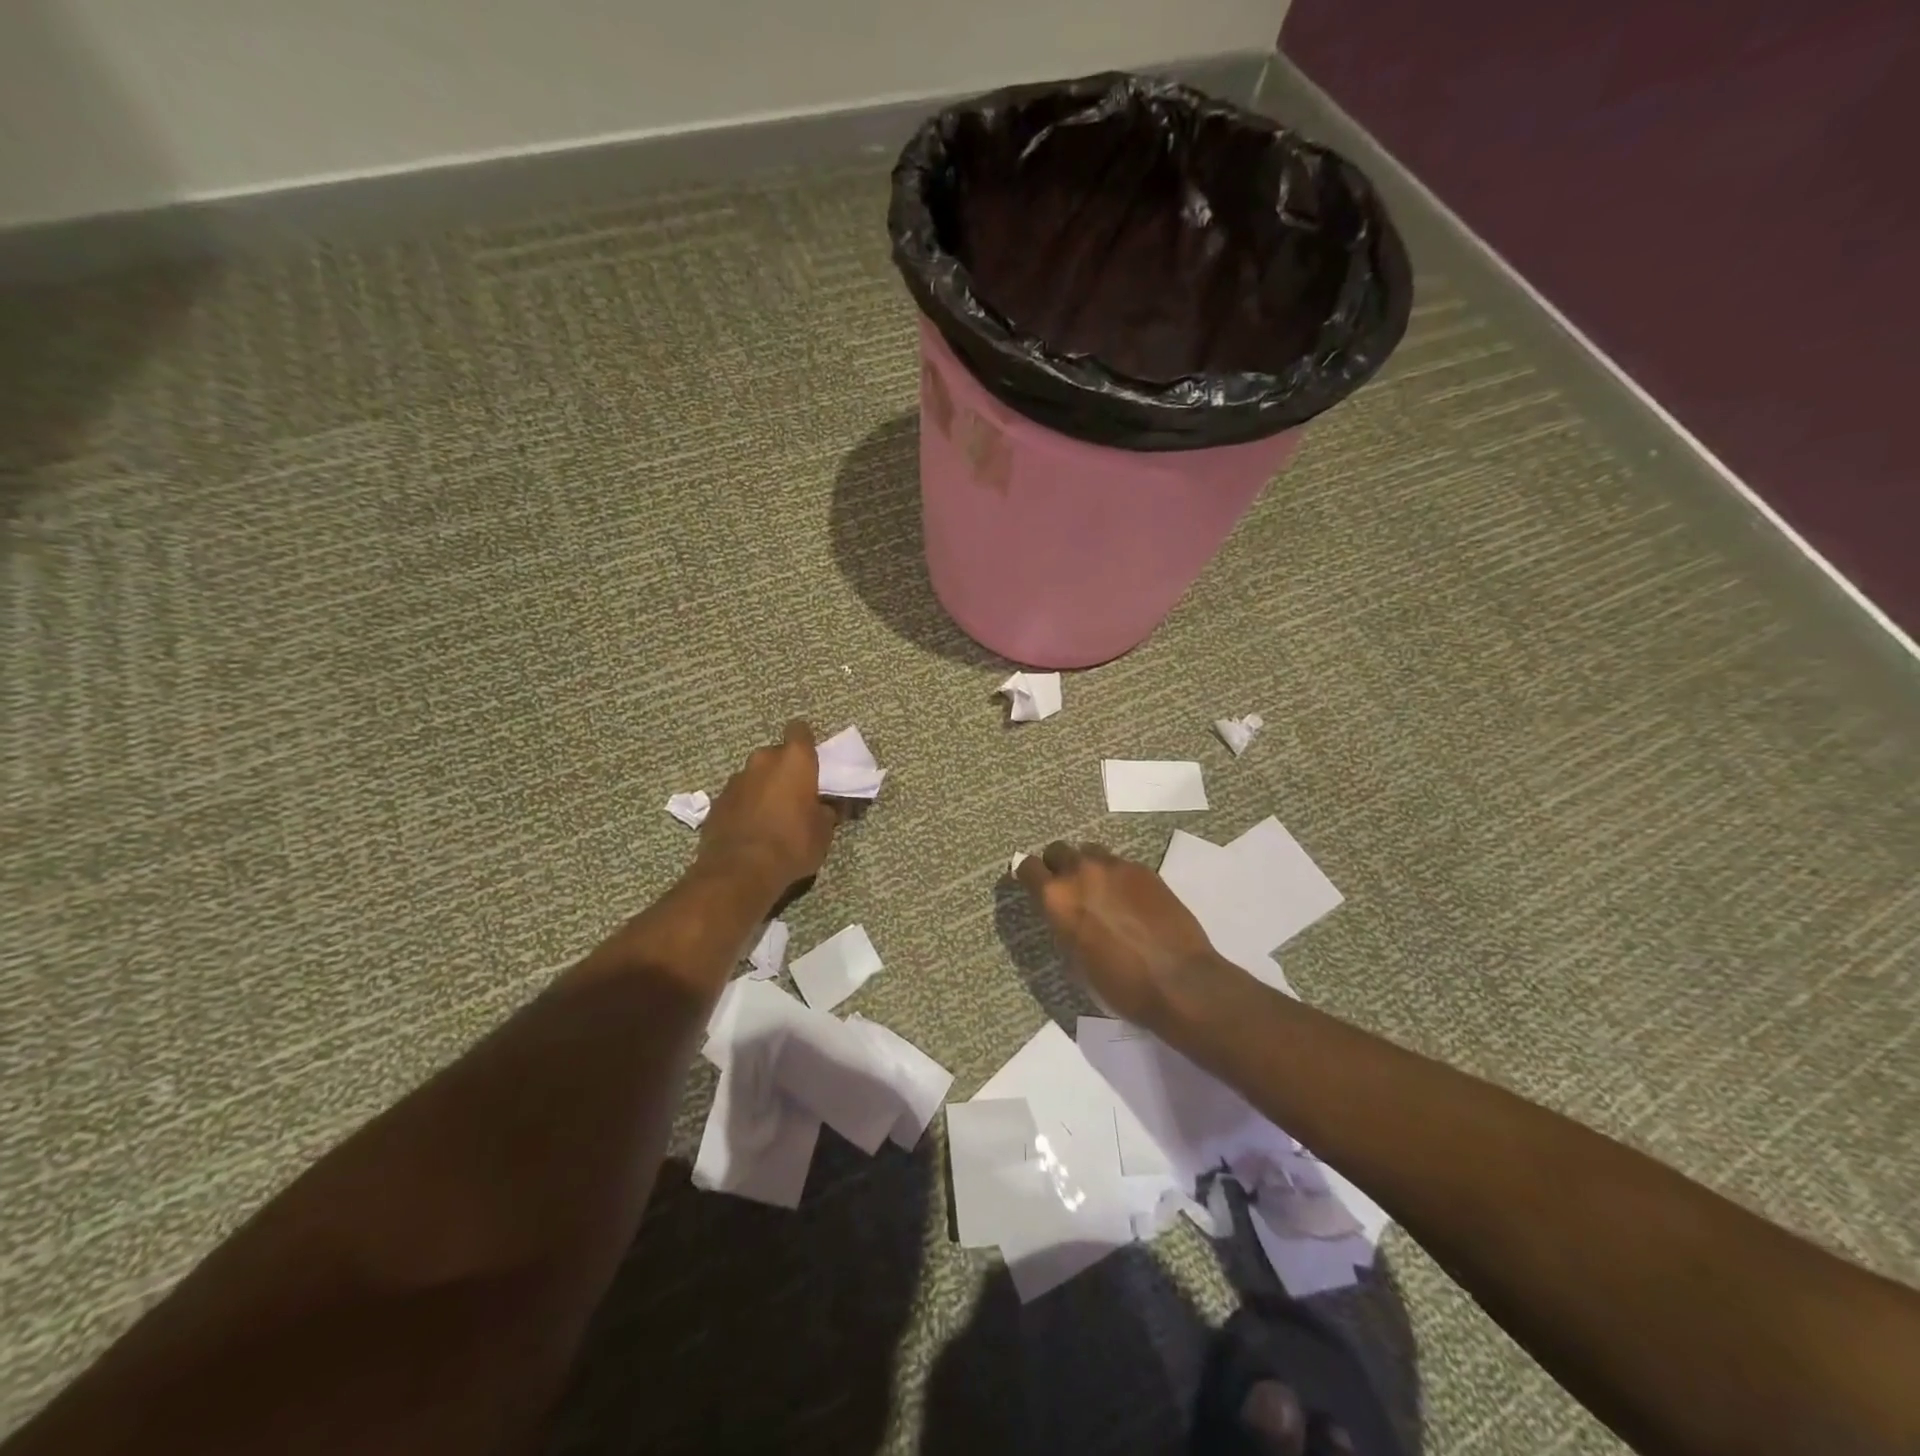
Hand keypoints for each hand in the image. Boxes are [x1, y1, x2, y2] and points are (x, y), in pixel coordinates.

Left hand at [696, 720, 839, 903]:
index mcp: (794, 760)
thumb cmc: (792, 844)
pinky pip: (738, 796)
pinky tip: (752, 830)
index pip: (800, 730)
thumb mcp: (824, 831)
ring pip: (755, 775)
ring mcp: (735, 780)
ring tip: (772, 816)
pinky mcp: (716, 802)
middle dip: (785, 769)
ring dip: (763, 788)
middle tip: (796, 794)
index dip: (806, 743)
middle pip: (776, 754)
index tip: (813, 761)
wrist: (739, 871)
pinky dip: (746, 806)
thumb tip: (825, 806)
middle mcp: (762, 760)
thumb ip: (826, 811)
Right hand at [1016, 842, 1225, 1028]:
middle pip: (1058, 850)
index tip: (1033, 886)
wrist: (1178, 982)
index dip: (1027, 876)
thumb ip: (1063, 928)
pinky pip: (1120, 864)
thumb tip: (1065, 917)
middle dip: (1058, 866)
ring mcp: (1115, 867)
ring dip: (1088, 867)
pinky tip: (1131, 900)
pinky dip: (1118, 877)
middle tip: (1069, 889)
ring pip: (1090, 852)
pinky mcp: (1144, 870)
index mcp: (1056, 897)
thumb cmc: (1119, 985)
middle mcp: (1081, 872)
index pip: (1027, 867)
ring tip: (1101, 891)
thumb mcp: (1075, 963)